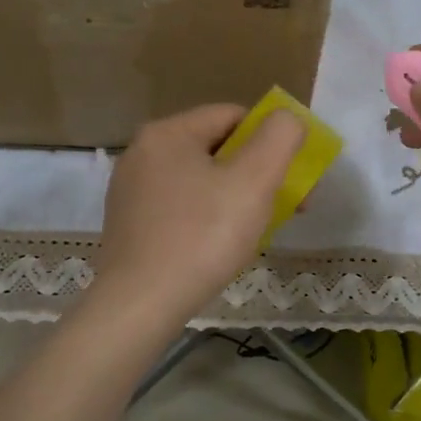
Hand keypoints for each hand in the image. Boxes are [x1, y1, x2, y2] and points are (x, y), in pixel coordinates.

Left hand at [97, 104, 304, 319]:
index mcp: (168, 133)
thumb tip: (287, 119)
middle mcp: (142, 153)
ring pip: (199, 181)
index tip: (292, 176)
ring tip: (255, 231)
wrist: (140, 304)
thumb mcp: (254, 181)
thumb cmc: (202, 236)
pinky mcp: (128, 224)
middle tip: (285, 207)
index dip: (271, 140)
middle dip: (257, 173)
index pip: (233, 116)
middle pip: (216, 149)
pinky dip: (206, 218)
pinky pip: (179, 207)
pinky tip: (219, 247)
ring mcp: (130, 190)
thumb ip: (279, 138)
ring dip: (234, 198)